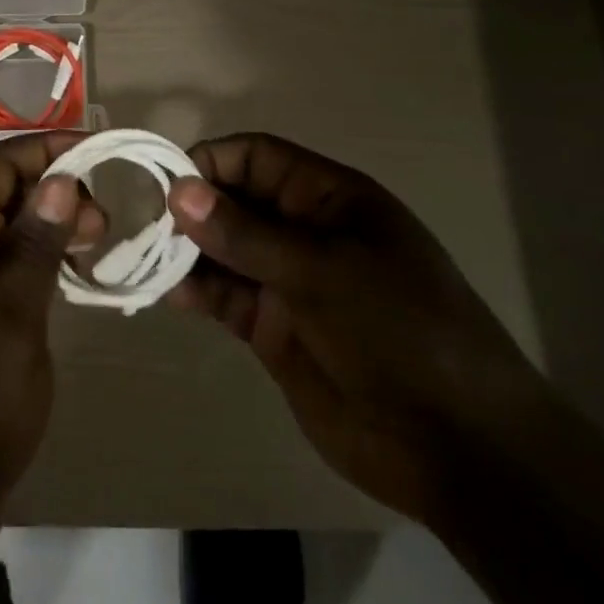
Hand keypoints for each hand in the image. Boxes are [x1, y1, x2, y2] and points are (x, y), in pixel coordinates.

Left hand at [0, 132, 103, 540]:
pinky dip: (45, 252)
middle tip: (104, 219)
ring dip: (53, 219)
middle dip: (55, 185)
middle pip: (3, 190)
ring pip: (10, 223)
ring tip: (98, 242)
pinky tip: (74, 269)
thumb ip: (32, 250)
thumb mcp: (12, 326)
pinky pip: (11, 259)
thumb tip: (59, 181)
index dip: (43, 148)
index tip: (97, 153)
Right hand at [166, 133, 546, 522]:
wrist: (456, 446)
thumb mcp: (321, 272)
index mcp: (329, 199)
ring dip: (188, 252)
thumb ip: (246, 234)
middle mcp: (304, 232)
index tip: (166, 187)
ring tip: (150, 263)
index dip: (210, 163)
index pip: (256, 157)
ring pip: (224, 250)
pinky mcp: (274, 328)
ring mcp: (289, 281)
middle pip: (234, 201)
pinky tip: (172, 295)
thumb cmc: (398, 332)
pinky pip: (226, 296)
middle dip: (192, 210)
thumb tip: (179, 191)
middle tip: (147, 229)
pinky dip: (197, 291)